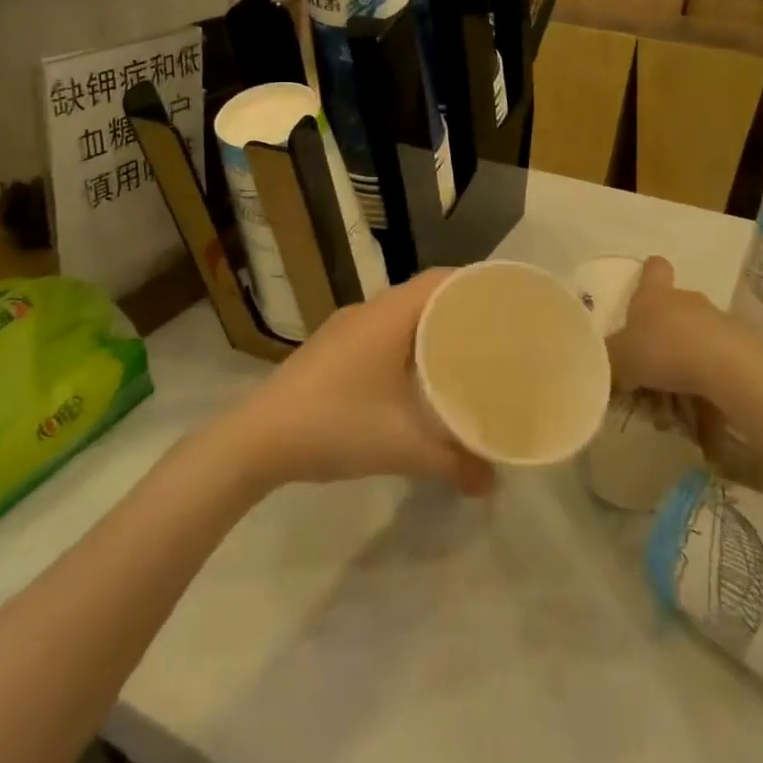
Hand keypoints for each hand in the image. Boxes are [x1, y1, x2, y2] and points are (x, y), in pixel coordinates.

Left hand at [223, 270, 494, 495]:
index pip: (440, 279)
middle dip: (457, 308)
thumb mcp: (402, 447)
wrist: (257, 439)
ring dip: (427, 327)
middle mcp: (367, 311)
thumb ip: (453, 462)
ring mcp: (343, 328)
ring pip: (398, 314)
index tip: (505, 303)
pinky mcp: (329, 347)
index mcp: (389, 315)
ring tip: (460, 353)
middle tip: (491, 333)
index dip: (474, 284)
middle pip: (422, 294)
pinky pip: (378, 330)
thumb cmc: (336, 425)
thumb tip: (492, 483)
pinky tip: (412, 375)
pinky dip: (403, 341)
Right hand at [607, 255, 762, 402]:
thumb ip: (607, 360)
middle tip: (648, 373)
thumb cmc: (663, 350)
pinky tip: (698, 412)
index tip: (643, 286)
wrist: (727, 367)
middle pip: (673, 310)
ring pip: (693, 341)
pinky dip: (705, 385)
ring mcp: (717, 321)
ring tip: (672, 407)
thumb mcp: (620, 359)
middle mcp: (686, 300)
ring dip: (682, 367)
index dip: (648, 273)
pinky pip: (715, 364)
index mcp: (654, 294)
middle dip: (661, 338)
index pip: (654, 268)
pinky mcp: (741, 347)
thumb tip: (598, 363)